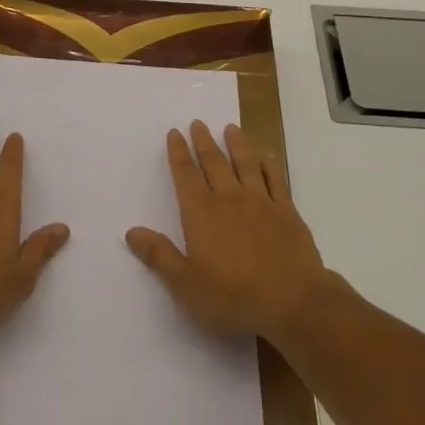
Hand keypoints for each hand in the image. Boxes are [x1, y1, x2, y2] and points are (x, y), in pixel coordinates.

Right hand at [125, 119, 335, 343]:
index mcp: (202, 214)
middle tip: (198, 123)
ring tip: (231, 128)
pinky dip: (270, 165)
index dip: (178, 153)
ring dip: (236, 144)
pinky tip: (267, 156)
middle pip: (214, 162)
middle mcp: (229, 199)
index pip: (185, 175)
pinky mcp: (287, 212)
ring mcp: (261, 202)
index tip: (174, 132)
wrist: (293, 301)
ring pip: (246, 164)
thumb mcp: (186, 285)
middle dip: (204, 141)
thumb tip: (131, 231)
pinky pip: (276, 180)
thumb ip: (159, 256)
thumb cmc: (233, 297)